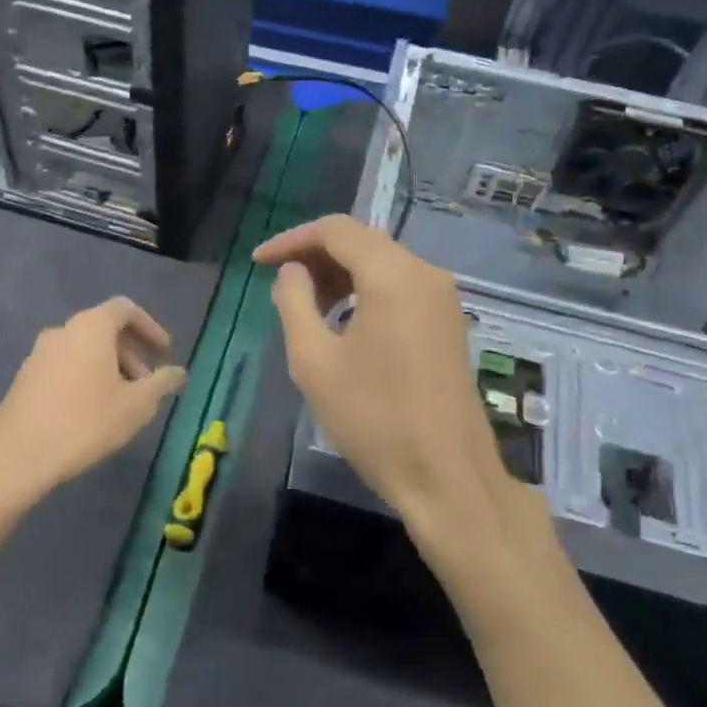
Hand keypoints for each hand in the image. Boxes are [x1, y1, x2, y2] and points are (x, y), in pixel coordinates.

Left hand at [0, 298, 186, 520]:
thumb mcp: (136, 406)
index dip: (150, 327)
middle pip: (104, 329)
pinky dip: (86, 377)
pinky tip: (93, 412)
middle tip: (148, 385)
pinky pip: (66, 365)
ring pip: (84, 349)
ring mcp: (39, 354)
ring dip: (110, 368)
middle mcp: (62, 331)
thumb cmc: (85, 423)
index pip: (125, 309)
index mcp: (91, 327)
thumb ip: (161, 383)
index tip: (165, 353)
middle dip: (131, 353)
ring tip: (123, 402)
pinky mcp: (25, 377)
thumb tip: (179, 373)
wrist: (16, 456)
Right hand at [255, 216, 547, 575]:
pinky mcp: (449, 322)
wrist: (446, 476)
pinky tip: (344, 323)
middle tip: (280, 285)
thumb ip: (294, 302)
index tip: (257, 262)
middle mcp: (425, 273)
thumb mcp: (314, 361)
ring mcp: (443, 298)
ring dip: (340, 275)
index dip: (292, 240)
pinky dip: (366, 292)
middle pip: (362, 242)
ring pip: (383, 264)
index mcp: (393, 274)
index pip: (336, 230)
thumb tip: (292, 272)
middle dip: (316, 256)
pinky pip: (401, 287)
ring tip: (308, 307)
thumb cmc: (373, 419)